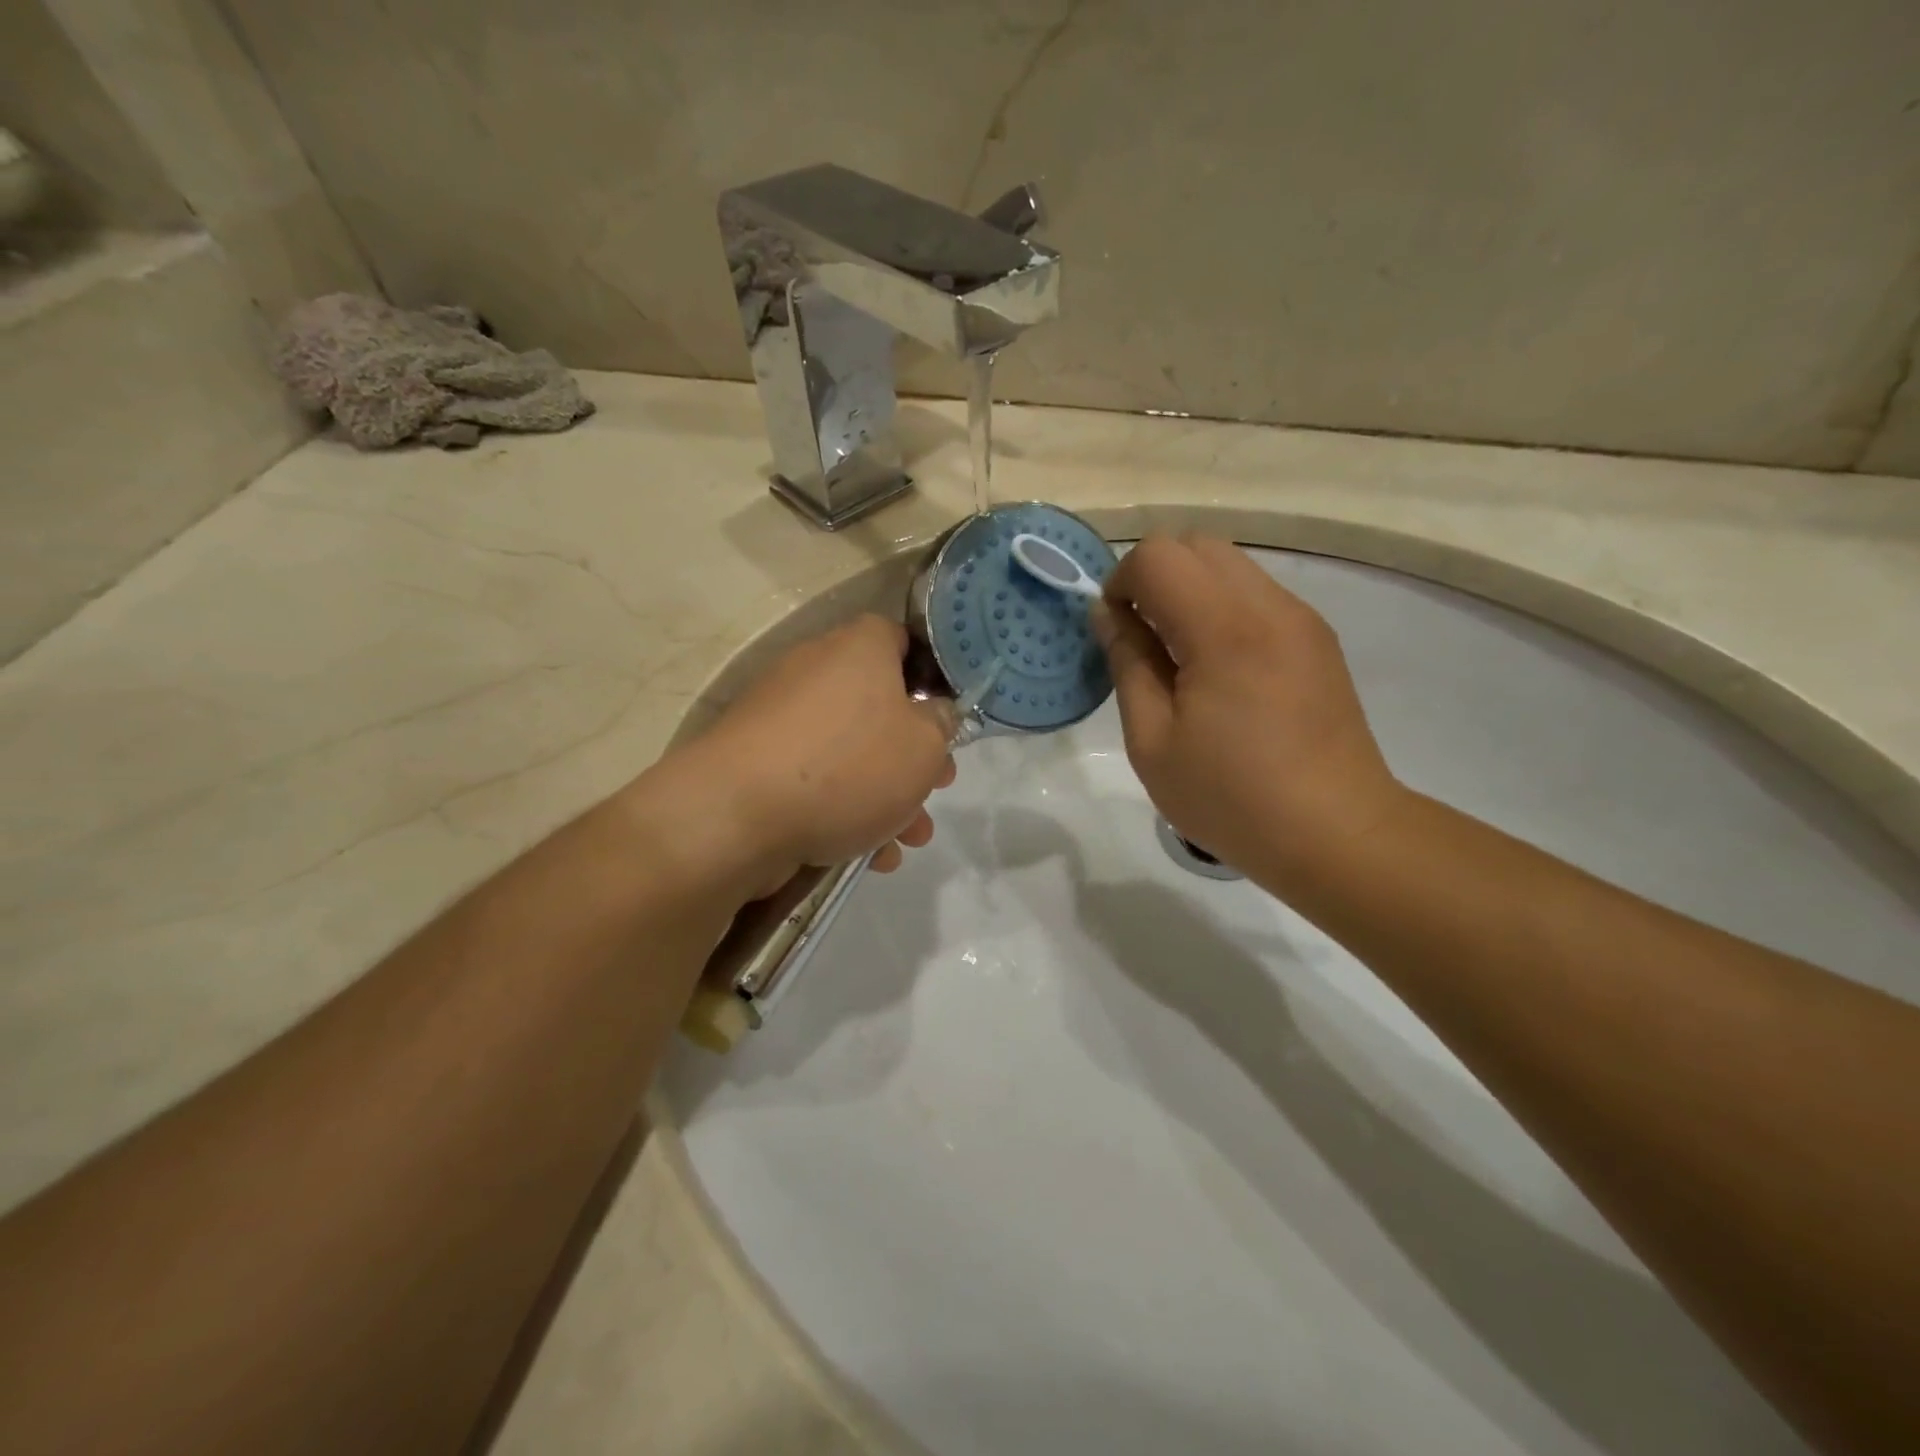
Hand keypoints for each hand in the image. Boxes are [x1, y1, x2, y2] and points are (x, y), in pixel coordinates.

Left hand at [679, 615, 956, 892]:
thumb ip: (942, 725)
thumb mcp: (924, 746)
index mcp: (858, 648)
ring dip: (885, 794)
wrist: (736, 815)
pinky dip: (842, 810)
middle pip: (878, 705)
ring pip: (848, 750)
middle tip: (937, 786)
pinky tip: (867, 855)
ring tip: (908, 839)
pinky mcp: (757, 762)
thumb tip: (935, 713)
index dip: (931, 675)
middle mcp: (815, 670)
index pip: (901, 639)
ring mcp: (780, 718)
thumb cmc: (848, 767)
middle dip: (912, 754)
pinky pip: (814, 778)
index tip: (947, 717)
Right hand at [1093, 534, 1405, 883]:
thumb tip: (1108, 614)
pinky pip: (1256, 594)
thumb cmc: (1231, 797)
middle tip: (1143, 640)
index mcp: (1224, 629)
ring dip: (1190, 592)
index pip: (1158, 556)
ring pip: (1230, 565)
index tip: (1118, 633)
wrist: (1336, 834)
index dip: (1121, 583)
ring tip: (1181, 658)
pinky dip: (1222, 609)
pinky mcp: (1317, 638)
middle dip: (1155, 578)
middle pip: (1197, 545)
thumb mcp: (1153, 741)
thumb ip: (1127, 664)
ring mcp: (1301, 619)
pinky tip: (1220, 671)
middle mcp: (1269, 606)